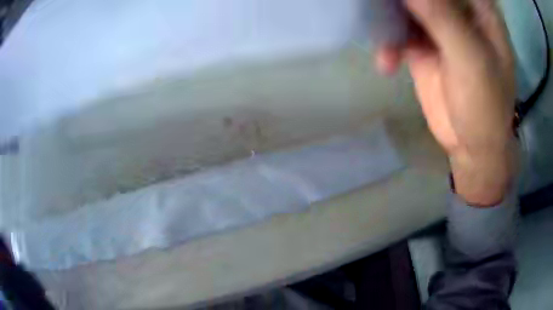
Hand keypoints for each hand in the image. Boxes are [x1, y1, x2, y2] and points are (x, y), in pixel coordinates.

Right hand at [376, 0, 516, 205]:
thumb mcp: (471, 60)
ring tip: (381, 37)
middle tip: (377, 5)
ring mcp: (437, 26)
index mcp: (477, 9)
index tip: (406, 1)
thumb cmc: (485, 107)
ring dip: (387, 17)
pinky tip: (387, 62)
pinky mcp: (421, 44)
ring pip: (404, 5)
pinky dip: (388, 42)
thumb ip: (443, 18)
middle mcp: (457, 11)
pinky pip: (397, 30)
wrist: (472, 146)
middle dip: (398, 0)